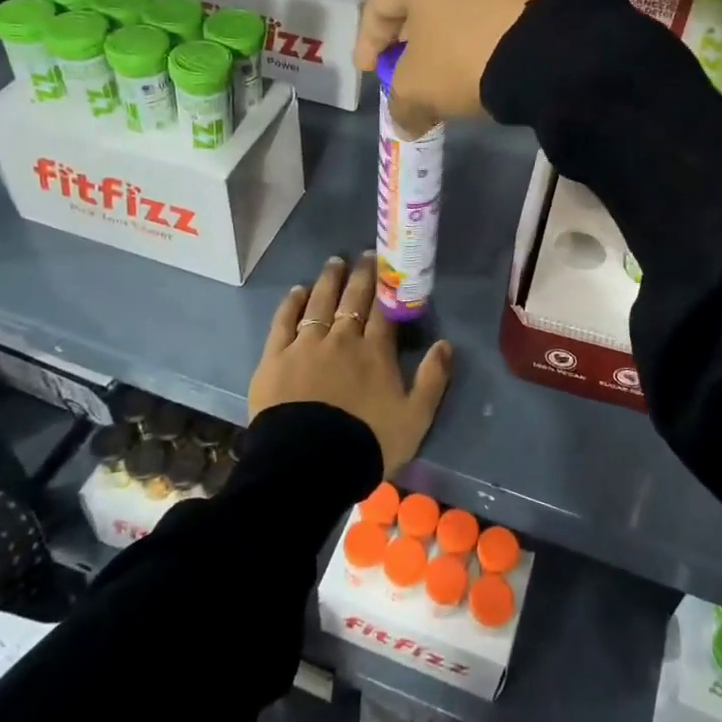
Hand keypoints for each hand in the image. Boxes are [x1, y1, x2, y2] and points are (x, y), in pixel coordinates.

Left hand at [249, 253, 453, 475]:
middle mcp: (342, 339)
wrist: (310, 465)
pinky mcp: (275, 358)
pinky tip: (297, 291)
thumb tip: (446, 344)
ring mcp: (306, 345)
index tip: (387, 266)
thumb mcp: (415, 418)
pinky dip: (291, 304)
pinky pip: (284, 322)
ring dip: (328, 281)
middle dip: (360, 275)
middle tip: (364, 256)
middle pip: (352, 300)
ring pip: (319, 303)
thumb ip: (432, 379)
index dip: (386, 286)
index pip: (382, 310)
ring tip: (334, 263)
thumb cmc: (367, 442)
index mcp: (375, 351)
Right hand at [354, 0, 567, 132]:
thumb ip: (402, 103)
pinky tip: (492, 49)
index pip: (380, 3)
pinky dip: (489, 22)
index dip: (369, 42)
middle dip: (412, 31)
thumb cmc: (469, 54)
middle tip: (408, 62)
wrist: (559, 46)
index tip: (369, 69)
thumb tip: (405, 121)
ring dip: (453, 25)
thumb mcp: (421, 87)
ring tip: (453, 57)